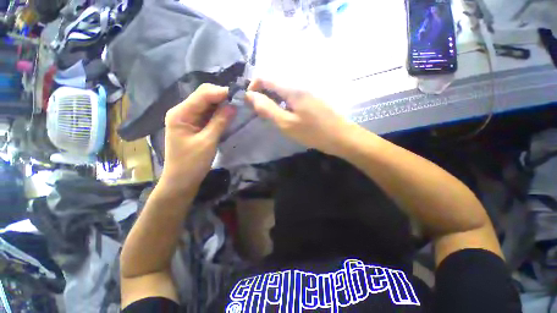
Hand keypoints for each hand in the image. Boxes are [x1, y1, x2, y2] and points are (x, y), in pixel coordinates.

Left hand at [160, 84, 234, 193]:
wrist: (181, 181)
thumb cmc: (192, 163)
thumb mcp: (208, 142)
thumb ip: (220, 121)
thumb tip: (234, 105)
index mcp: (181, 113)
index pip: (203, 94)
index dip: (221, 92)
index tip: (240, 95)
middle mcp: (182, 111)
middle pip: (204, 97)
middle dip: (222, 97)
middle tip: (241, 101)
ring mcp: (188, 118)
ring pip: (207, 105)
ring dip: (222, 105)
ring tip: (238, 106)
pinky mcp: (194, 125)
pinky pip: (208, 114)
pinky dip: (219, 113)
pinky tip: (229, 114)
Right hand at [245, 79, 360, 156]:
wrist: (340, 137)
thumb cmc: (313, 132)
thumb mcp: (287, 124)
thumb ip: (267, 109)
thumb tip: (250, 96)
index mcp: (292, 88)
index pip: (265, 77)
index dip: (253, 87)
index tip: (249, 103)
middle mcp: (299, 84)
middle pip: (274, 83)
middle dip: (262, 95)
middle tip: (260, 113)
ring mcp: (306, 91)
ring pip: (282, 90)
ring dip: (272, 100)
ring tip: (271, 116)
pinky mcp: (310, 98)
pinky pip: (291, 96)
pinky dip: (282, 103)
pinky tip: (284, 115)